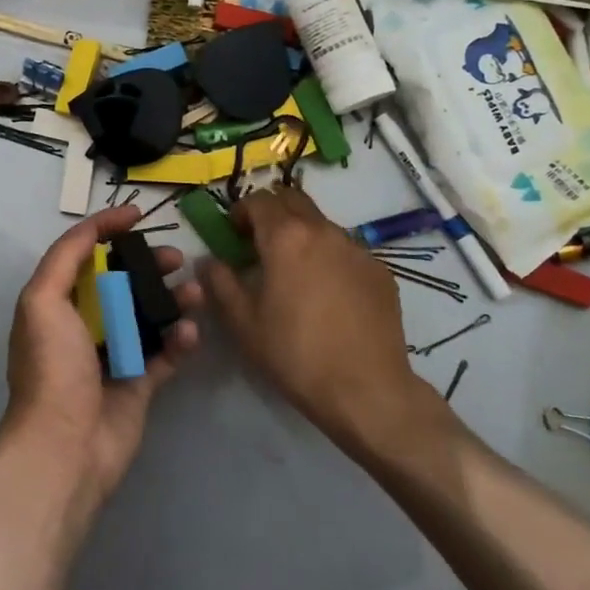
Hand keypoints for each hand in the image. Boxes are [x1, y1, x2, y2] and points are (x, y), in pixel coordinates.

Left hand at [0, 205, 201, 514]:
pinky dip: (181, 341)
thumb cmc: (52, 366)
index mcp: (56, 303)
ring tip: (195, 293)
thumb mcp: (42, 300)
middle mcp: (83, 325)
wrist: (65, 447)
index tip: (139, 214)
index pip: (83, 254)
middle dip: (149, 265)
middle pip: (121, 282)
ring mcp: (113, 355)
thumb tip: (96, 227)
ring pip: (148, 315)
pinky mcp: (139, 384)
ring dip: (172, 300)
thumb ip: (65, 257)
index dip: (107, 229)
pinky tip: (191, 333)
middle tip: (176, 258)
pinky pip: (165, 353)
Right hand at [198, 187, 432, 448]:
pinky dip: (329, 257)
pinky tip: (328, 294)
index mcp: (286, 237)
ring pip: (322, 224)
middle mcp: (323, 231)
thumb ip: (221, 282)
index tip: (234, 234)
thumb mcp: (243, 322)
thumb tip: (209, 261)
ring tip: (295, 272)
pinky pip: (347, 250)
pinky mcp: (380, 271)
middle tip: (261, 243)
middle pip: (293, 199)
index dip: (241, 212)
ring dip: (302, 233)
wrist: (367, 390)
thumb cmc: (295, 353)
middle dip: (273, 212)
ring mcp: (357, 249)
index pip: (259, 200)